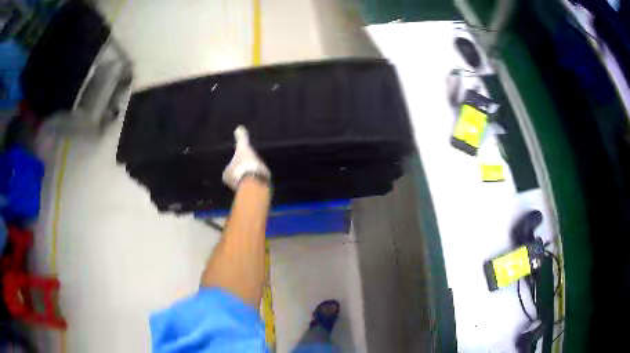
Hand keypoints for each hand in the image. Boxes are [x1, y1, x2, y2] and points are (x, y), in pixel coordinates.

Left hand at [222, 126, 270, 189]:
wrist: (255, 183)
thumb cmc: (246, 164)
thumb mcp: (243, 148)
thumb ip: (241, 139)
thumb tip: (238, 127)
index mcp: (226, 173)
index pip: (230, 168)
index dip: (236, 164)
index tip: (242, 161)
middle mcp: (231, 183)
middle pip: (237, 176)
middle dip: (242, 172)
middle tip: (251, 166)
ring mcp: (241, 191)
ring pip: (244, 182)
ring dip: (249, 179)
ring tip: (258, 173)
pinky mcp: (252, 195)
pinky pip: (253, 187)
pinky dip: (256, 184)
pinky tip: (262, 180)